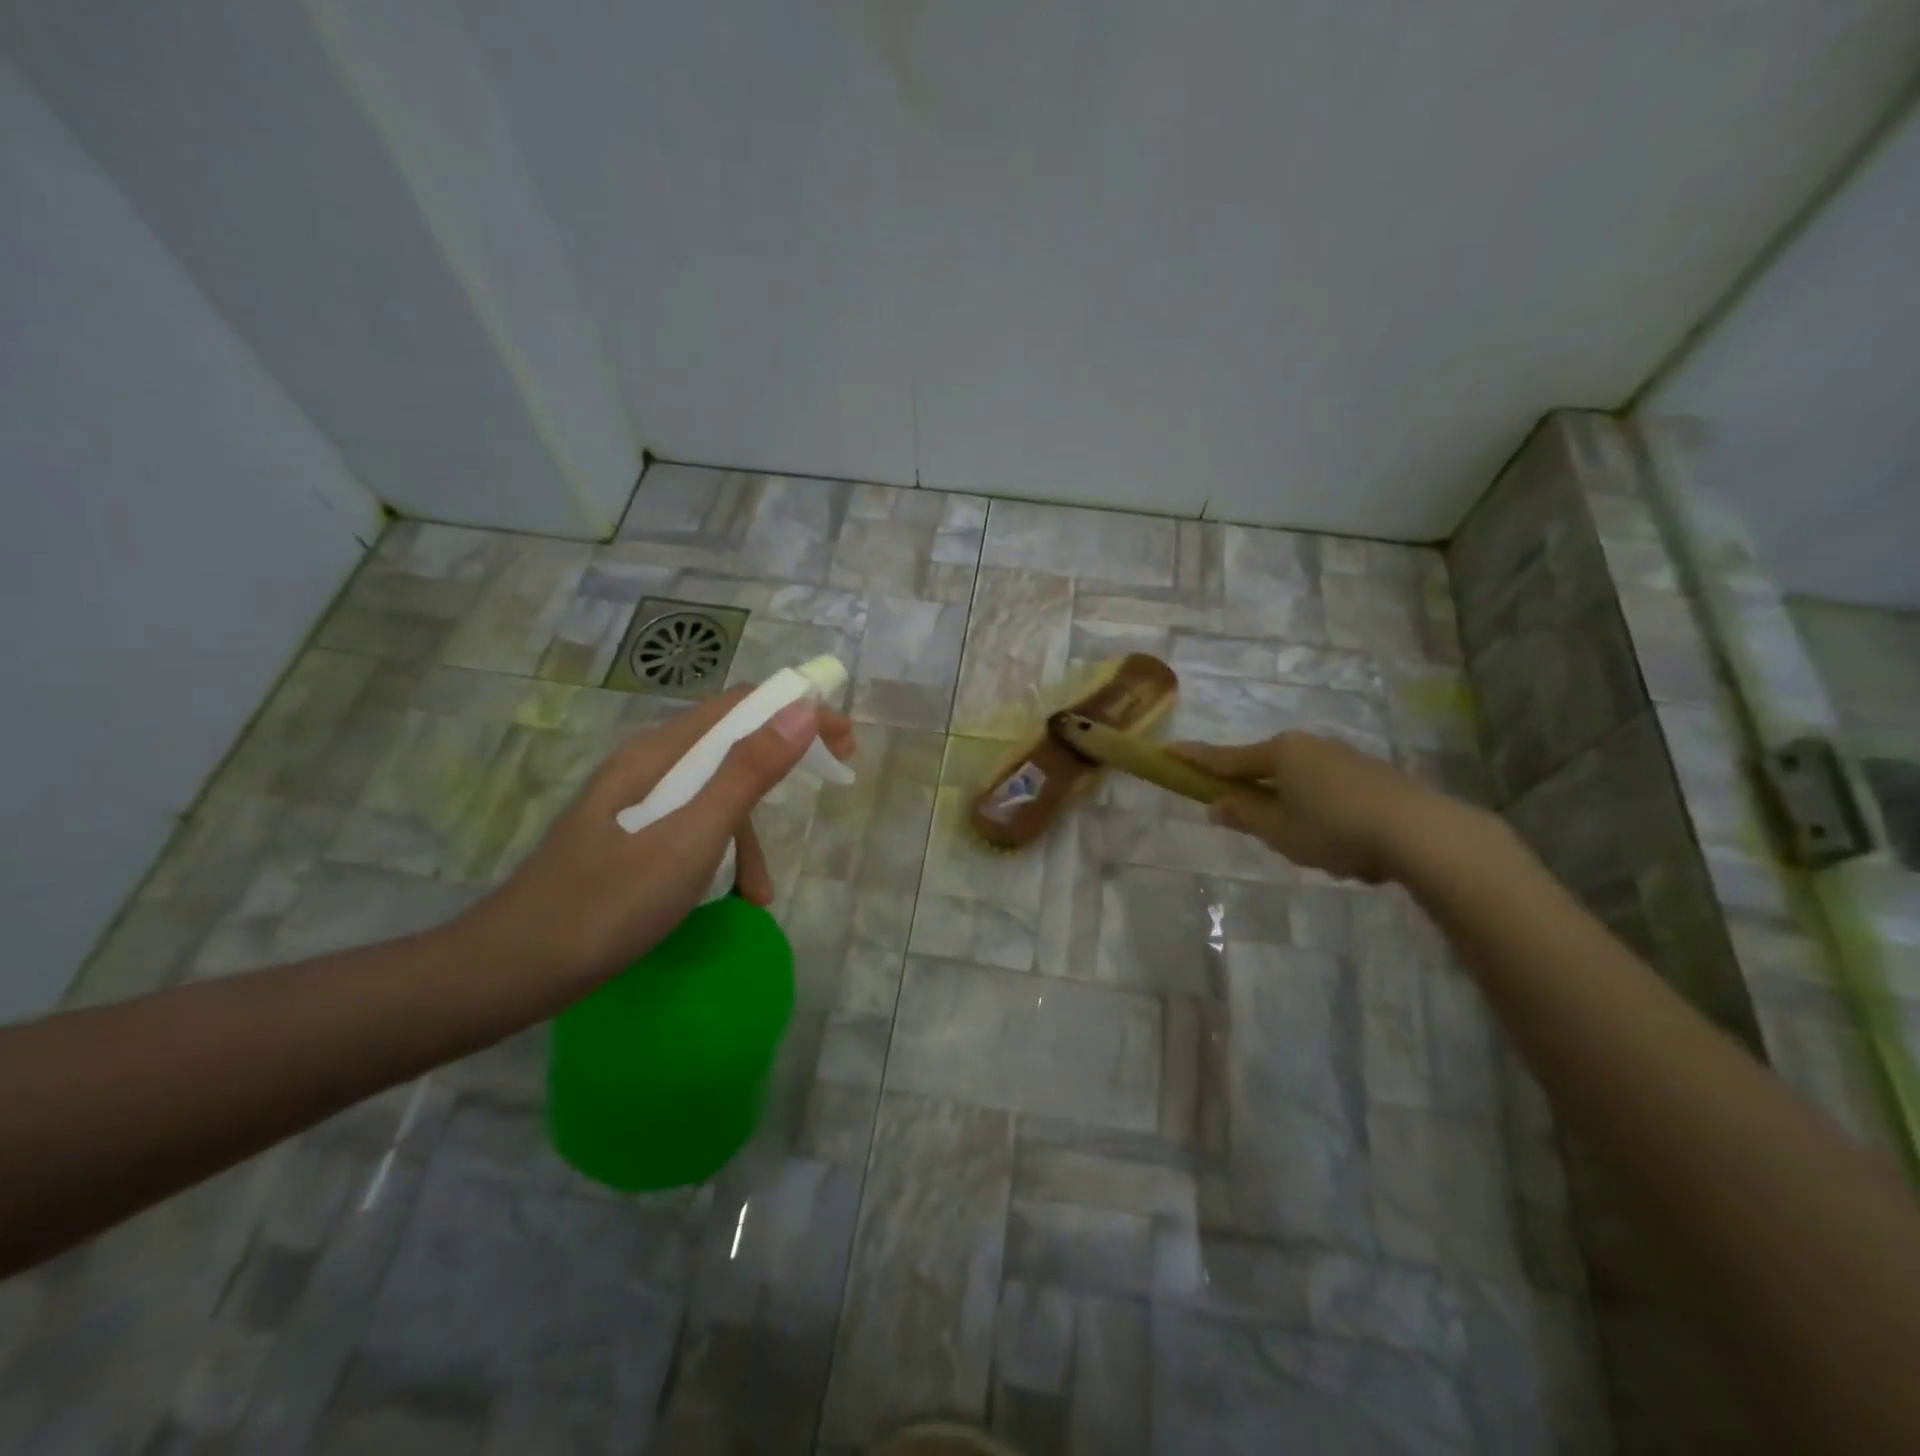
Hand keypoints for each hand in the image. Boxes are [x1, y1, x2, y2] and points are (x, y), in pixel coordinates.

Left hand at [463, 690, 854, 985]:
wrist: (511, 971)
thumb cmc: (607, 905)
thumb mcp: (691, 838)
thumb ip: (747, 773)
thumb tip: (803, 710)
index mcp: (659, 754)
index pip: (742, 706)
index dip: (798, 712)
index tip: (843, 741)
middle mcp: (647, 765)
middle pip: (730, 743)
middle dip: (784, 760)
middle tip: (832, 777)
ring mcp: (635, 803)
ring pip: (713, 792)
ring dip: (750, 831)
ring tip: (761, 891)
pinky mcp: (629, 838)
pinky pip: (692, 826)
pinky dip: (721, 853)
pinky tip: (726, 899)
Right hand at [1169, 731, 1450, 882]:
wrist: (1423, 833)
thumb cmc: (1336, 830)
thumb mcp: (1279, 831)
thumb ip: (1244, 816)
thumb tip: (1217, 804)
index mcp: (1280, 754)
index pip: (1225, 758)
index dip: (1194, 759)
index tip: (1167, 751)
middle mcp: (1309, 746)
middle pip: (1267, 771)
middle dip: (1261, 800)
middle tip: (1269, 834)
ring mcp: (1344, 757)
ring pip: (1302, 786)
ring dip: (1299, 814)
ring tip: (1323, 853)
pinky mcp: (1373, 774)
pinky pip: (1332, 795)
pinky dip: (1329, 818)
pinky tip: (1351, 849)